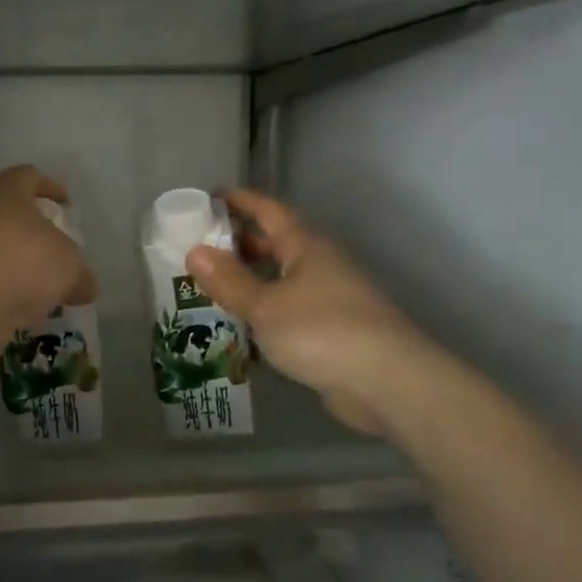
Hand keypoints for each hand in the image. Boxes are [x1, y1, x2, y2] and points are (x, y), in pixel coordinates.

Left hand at [0, 166, 96, 331]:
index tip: (65, 205)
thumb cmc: (26, 263)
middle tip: (32, 232)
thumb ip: (80, 274)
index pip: (30, 177)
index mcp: (5, 187)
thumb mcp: (69, 268)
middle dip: (13, 214)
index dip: (50, 189)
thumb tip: (86, 288)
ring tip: (16, 270)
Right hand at [187, 190, 429, 434]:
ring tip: (212, 287)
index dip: (239, 201)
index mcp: (306, 246)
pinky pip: (289, 309)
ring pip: (282, 278)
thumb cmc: (321, 331)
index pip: (269, 211)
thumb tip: (194, 252)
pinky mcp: (332, 331)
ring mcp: (329, 298)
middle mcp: (320, 265)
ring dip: (250, 279)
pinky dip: (264, 311)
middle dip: (240, 242)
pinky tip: (241, 327)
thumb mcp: (265, 305)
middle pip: (276, 243)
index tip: (208, 199)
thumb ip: (229, 281)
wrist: (387, 382)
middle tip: (200, 248)